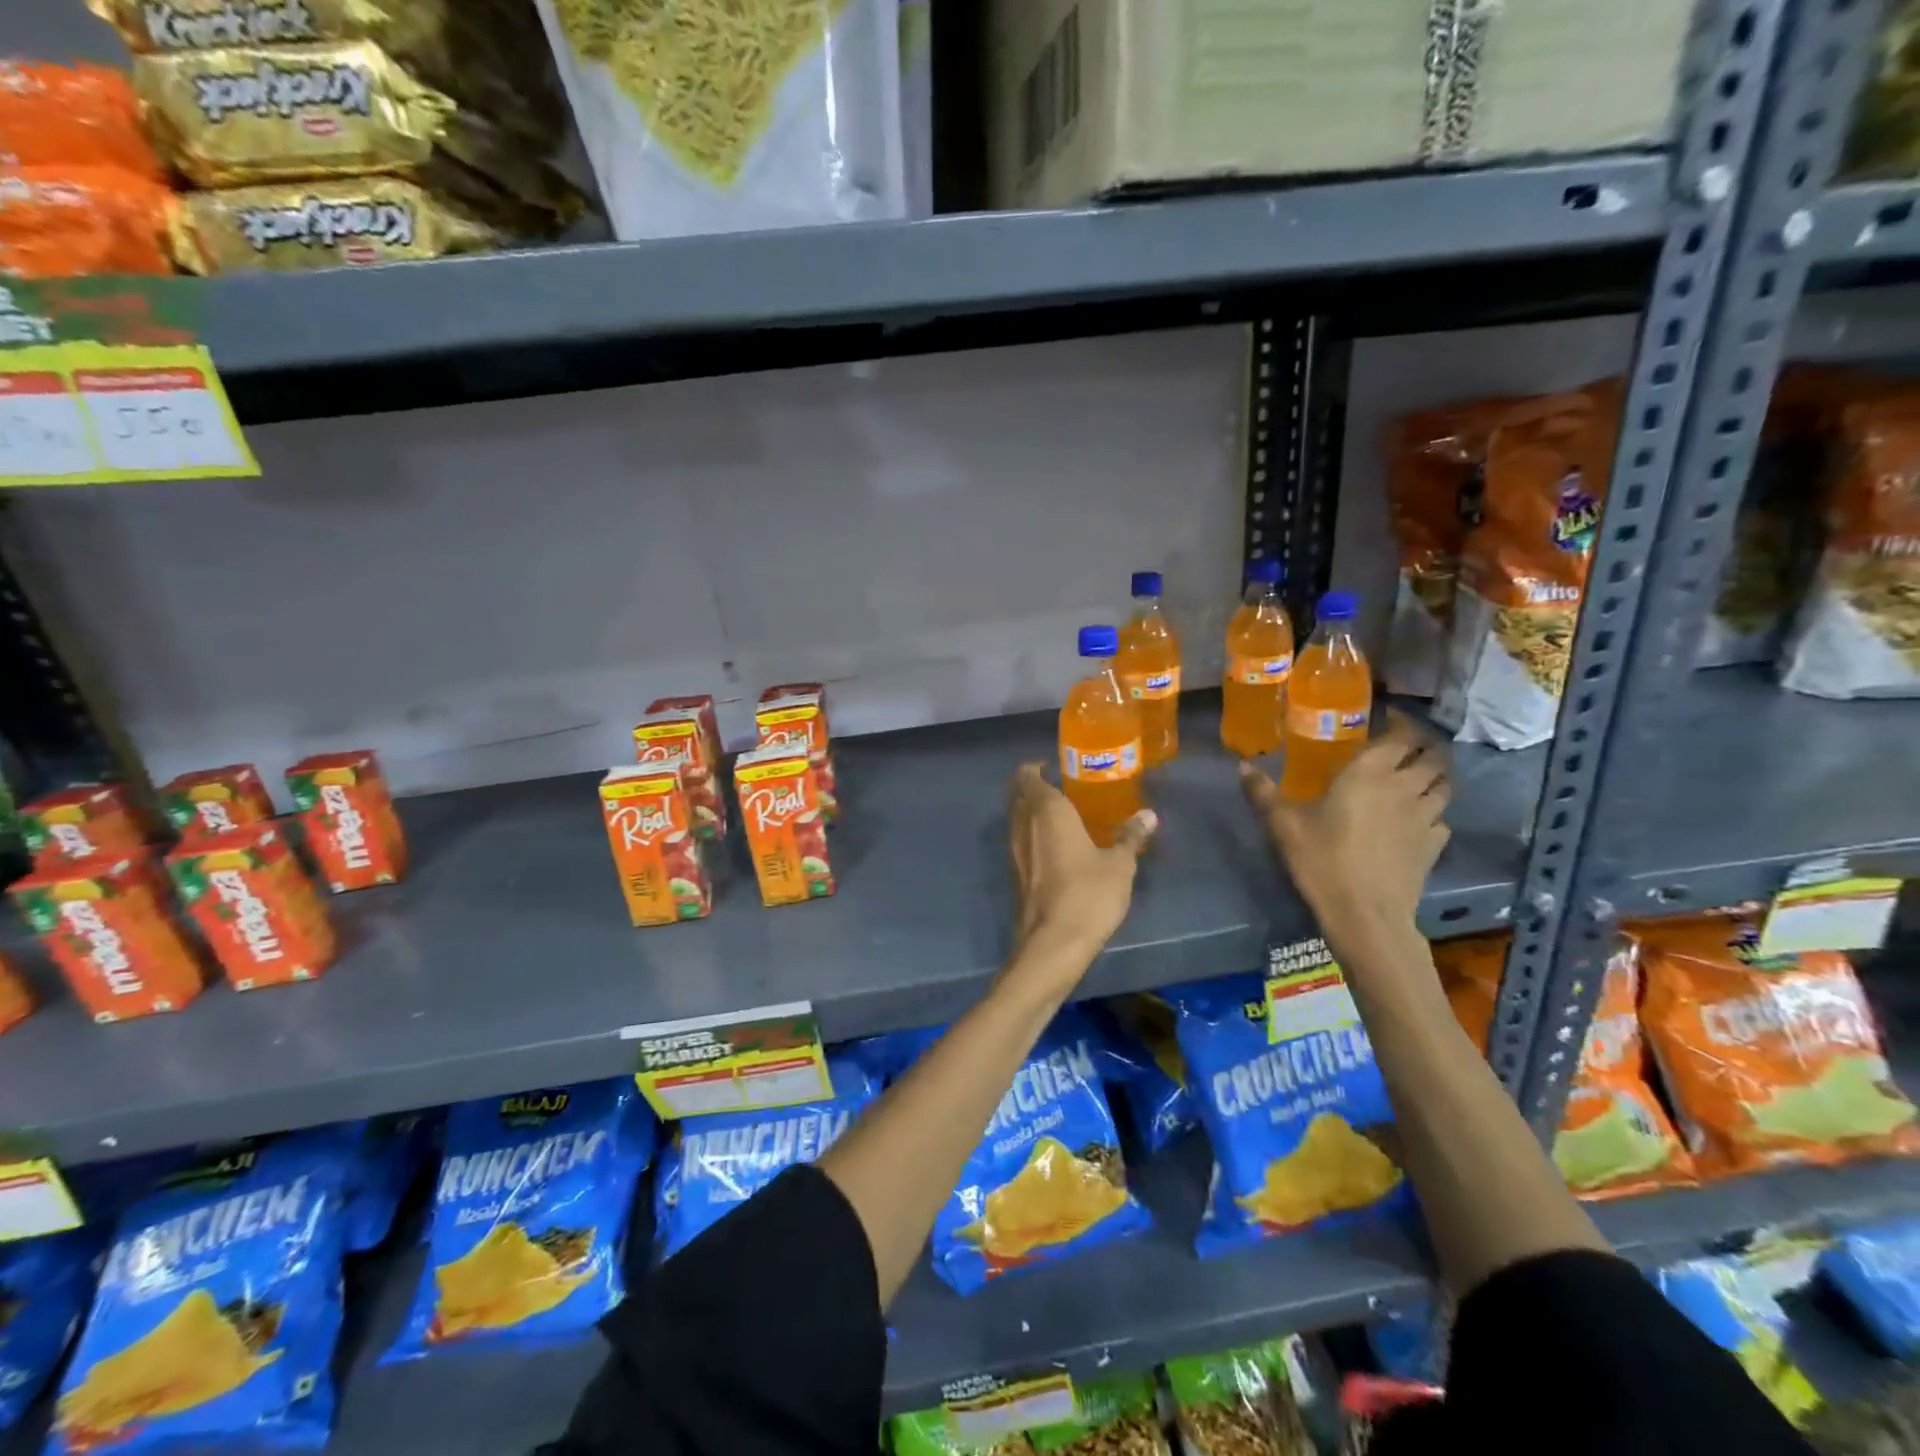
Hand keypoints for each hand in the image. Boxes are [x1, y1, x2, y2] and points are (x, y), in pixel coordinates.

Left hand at [1006, 763, 1156, 979]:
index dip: (1036, 767)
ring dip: (1030, 810)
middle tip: (1061, 787)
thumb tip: (1148, 815)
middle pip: (1017, 793)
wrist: (1052, 943)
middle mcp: (1023, 823)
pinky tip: (1055, 846)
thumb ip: (1130, 836)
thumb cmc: (1088, 894)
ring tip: (1061, 814)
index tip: (1055, 766)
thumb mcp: (1120, 865)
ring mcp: (1014, 849)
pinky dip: (1031, 834)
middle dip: (1032, 786)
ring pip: (1015, 817)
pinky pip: (1019, 840)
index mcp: (1046, 810)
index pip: (1027, 775)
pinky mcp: (1014, 873)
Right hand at [1241, 712, 1449, 951]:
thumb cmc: (1322, 859)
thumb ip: (1263, 792)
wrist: (1365, 913)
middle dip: (1424, 746)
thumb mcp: (1283, 824)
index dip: (1401, 723)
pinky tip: (1417, 820)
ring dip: (1434, 776)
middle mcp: (1405, 786)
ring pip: (1444, 784)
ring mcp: (1426, 816)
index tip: (1388, 718)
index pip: (1402, 734)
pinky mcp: (1436, 845)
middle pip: (1433, 755)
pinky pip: (1442, 818)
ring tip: (1416, 778)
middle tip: (1405, 747)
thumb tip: (1241, 766)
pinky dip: (1434, 812)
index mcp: (1370, 771)